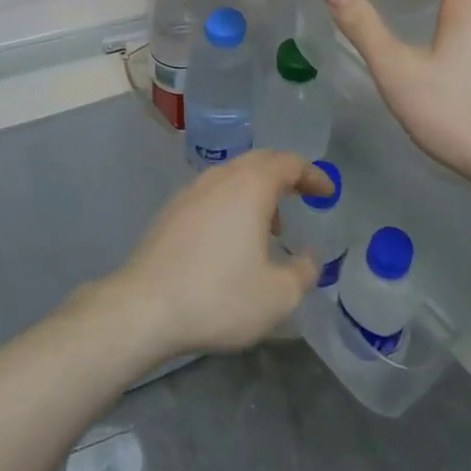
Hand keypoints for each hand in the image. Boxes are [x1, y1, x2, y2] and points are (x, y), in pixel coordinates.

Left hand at [107, 151, 326, 360]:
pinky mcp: (171, 211)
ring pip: (232, 176)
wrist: (143, 308)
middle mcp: (220, 177)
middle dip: (285, 175)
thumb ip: (304, 272)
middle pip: (259, 161)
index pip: (289, 163)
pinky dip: (232, 203)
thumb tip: (310, 257)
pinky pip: (212, 193)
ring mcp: (191, 191)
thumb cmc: (218, 296)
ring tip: (269, 226)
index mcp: (250, 186)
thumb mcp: (278, 295)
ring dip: (257, 190)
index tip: (327, 192)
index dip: (313, 175)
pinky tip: (231, 238)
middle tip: (303, 196)